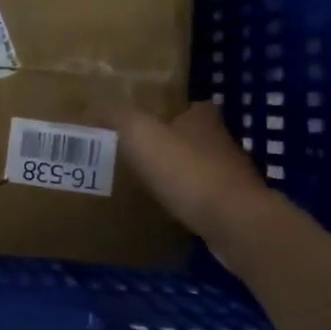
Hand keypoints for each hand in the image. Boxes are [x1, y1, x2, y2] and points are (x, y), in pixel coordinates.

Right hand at [110, 101, 271, 247]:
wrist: (235, 223)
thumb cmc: (187, 170)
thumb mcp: (140, 134)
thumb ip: (117, 117)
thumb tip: (93, 106)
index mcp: (203, 122)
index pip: (196, 107)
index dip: (178, 111)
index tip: (156, 119)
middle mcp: (224, 145)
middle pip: (200, 138)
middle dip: (178, 143)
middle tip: (145, 152)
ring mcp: (234, 180)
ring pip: (206, 170)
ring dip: (185, 174)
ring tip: (153, 182)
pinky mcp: (237, 211)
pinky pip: (209, 201)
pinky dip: (193, 203)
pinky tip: (172, 211)